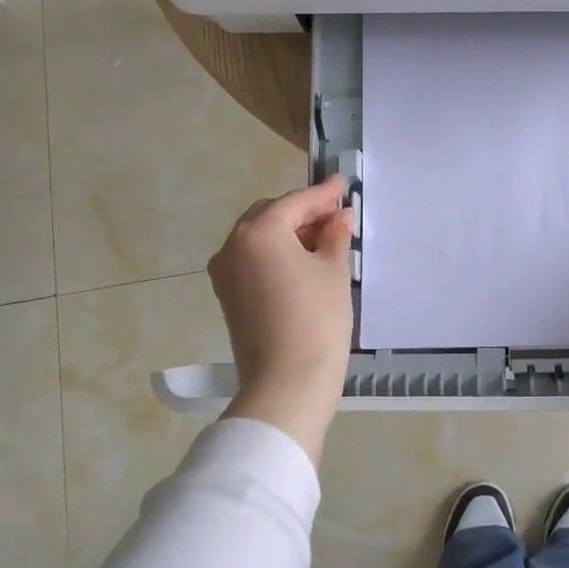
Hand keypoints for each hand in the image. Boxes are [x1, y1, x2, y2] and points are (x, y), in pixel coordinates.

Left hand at [207, 177, 355, 462]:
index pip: (295, 202)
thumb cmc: (317, 319)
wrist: (287, 383)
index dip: (323, 194)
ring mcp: (225, 273)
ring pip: (260, 239)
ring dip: (290, 234)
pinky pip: (253, 261)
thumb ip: (335, 236)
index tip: (343, 184)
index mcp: (258, 232)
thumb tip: (339, 218)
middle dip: (303, 213)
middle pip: (271, 216)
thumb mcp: (334, 271)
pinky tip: (304, 262)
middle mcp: (232, 246)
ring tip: (325, 239)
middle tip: (336, 216)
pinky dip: (277, 255)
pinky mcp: (228, 297)